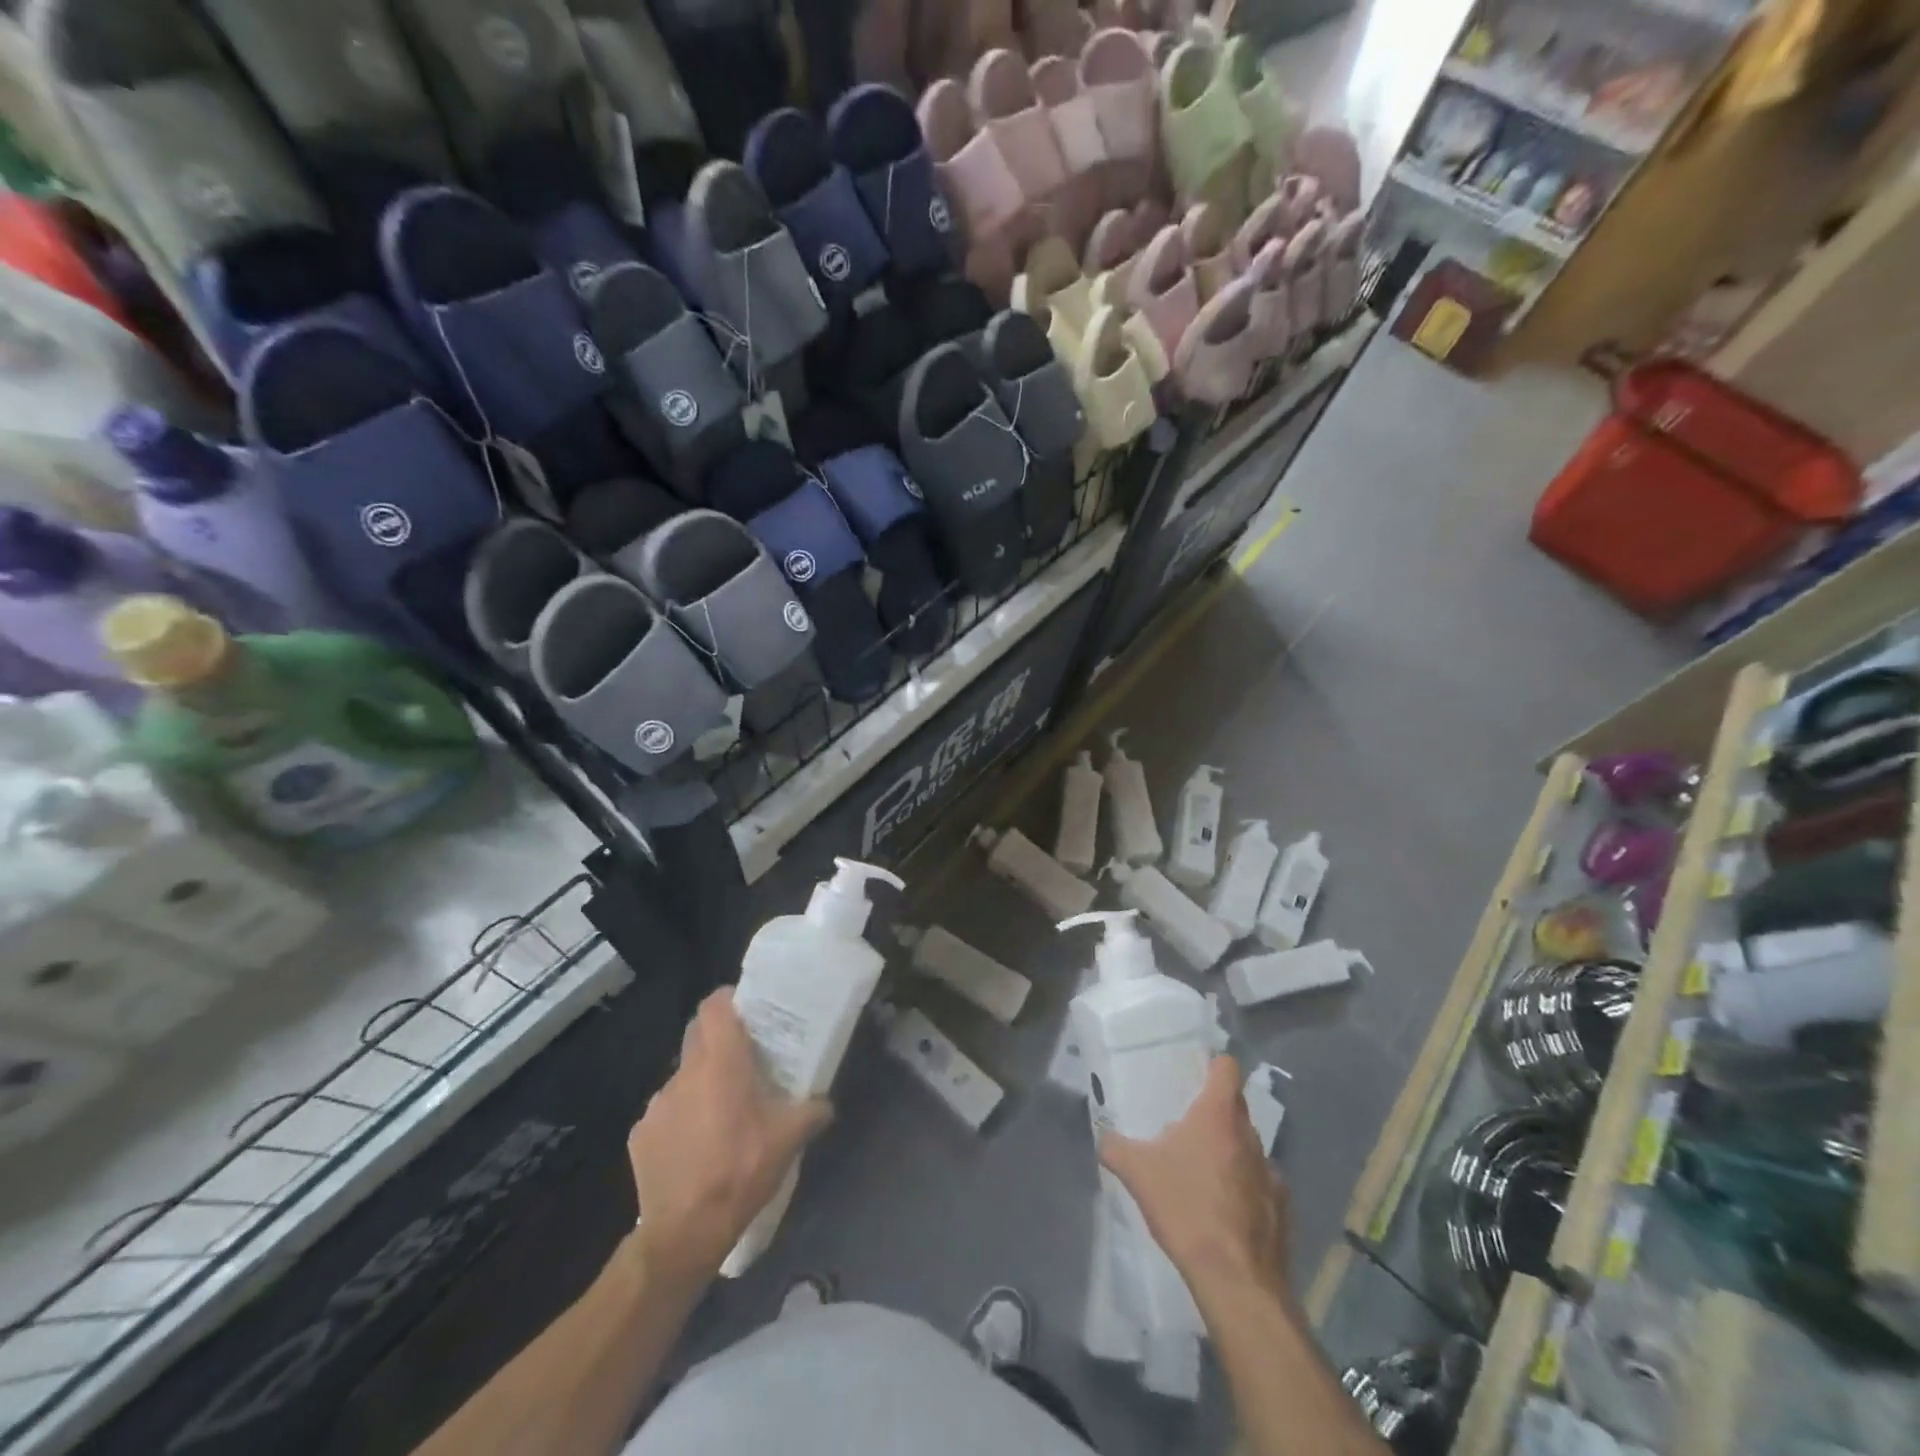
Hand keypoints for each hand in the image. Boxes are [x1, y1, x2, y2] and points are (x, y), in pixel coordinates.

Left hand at [628, 989, 831, 1283]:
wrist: (683, 1233)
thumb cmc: (741, 1171)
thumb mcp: (789, 1140)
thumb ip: (811, 1111)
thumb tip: (826, 1103)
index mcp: (720, 1063)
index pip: (714, 1006)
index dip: (729, 1000)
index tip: (747, 1010)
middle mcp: (684, 1074)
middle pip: (698, 1035)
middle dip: (719, 1040)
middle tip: (743, 1058)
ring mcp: (657, 1105)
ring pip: (683, 1077)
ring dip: (701, 1085)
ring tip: (722, 1114)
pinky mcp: (640, 1135)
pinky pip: (666, 1113)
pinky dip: (682, 1119)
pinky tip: (696, 1148)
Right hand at [1099, 1055, 1290, 1302]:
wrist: (1237, 1281)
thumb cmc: (1186, 1209)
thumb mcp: (1137, 1173)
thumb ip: (1115, 1147)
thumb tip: (1103, 1135)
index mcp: (1218, 1115)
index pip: (1227, 1068)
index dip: (1214, 1066)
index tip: (1196, 1074)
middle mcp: (1250, 1135)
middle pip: (1236, 1107)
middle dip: (1214, 1113)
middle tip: (1186, 1127)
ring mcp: (1272, 1172)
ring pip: (1248, 1147)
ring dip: (1229, 1152)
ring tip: (1204, 1173)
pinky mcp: (1282, 1208)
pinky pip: (1261, 1184)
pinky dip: (1245, 1189)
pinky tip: (1225, 1212)